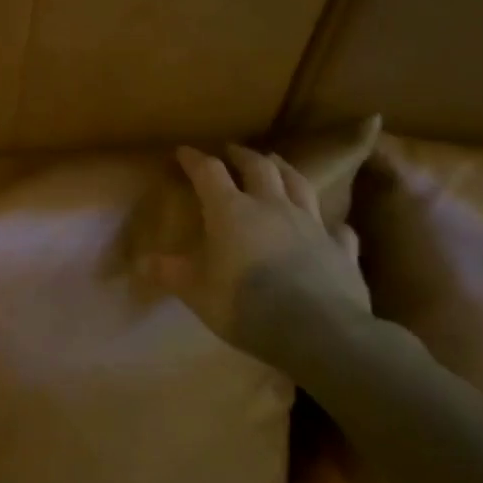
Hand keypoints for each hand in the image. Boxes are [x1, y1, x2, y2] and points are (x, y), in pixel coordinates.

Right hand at [142, 145, 369, 359]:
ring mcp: (311, 224)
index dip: (195, 160)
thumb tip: (141, 263)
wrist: (317, 331)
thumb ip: (171, 273)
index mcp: (231, 211)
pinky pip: (337, 229)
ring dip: (285, 171)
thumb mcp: (196, 292)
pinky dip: (330, 224)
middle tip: (233, 151)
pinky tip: (331, 227)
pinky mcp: (341, 248)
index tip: (184, 152)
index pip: (209, 172)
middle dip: (242, 155)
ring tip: (277, 164)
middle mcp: (272, 207)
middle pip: (258, 167)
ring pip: (299, 184)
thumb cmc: (244, 305)